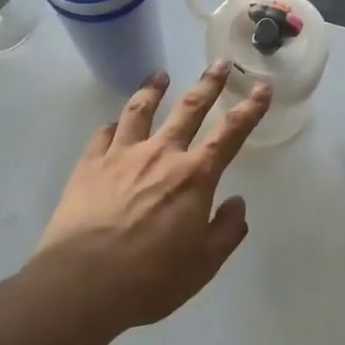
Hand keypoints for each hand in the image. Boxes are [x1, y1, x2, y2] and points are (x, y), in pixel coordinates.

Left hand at [34, 63, 271, 327]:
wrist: (82, 282)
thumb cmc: (150, 278)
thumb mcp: (203, 265)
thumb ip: (226, 231)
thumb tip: (237, 203)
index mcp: (195, 177)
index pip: (231, 133)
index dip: (250, 109)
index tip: (262, 87)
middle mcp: (162, 155)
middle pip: (190, 108)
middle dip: (209, 84)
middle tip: (219, 63)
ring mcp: (122, 155)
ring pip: (141, 110)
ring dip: (153, 89)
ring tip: (160, 75)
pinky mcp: (89, 164)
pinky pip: (103, 134)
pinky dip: (113, 125)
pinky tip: (113, 123)